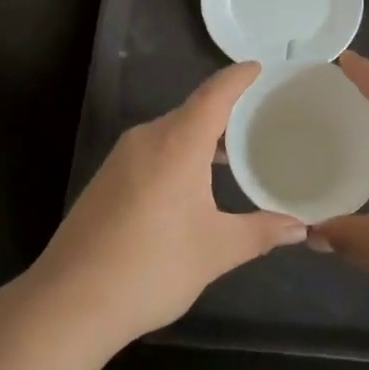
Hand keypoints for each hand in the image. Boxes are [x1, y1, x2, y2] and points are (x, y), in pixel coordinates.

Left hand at [28, 62, 305, 347]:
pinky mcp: (106, 179)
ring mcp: (121, 158)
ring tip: (232, 155)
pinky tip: (191, 185)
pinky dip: (178, 154)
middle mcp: (147, 138)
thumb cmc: (152, 266)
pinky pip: (152, 151)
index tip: (260, 68)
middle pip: (192, 110)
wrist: (69, 301)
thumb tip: (299, 227)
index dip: (239, 77)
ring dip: (201, 137)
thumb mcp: (216, 250)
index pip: (215, 93)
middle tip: (260, 119)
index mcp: (177, 142)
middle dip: (225, 112)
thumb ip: (260, 232)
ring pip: (170, 132)